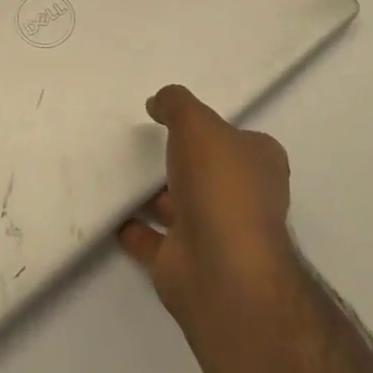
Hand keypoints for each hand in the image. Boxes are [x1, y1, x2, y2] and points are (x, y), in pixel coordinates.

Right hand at [117, 85, 301, 331]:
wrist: (221, 270)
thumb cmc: (220, 183)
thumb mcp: (196, 122)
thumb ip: (176, 104)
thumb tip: (158, 102)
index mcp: (260, 164)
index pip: (239, 139)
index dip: (213, 128)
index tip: (181, 119)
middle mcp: (244, 199)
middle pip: (209, 172)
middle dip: (183, 161)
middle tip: (146, 142)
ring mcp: (216, 234)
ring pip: (181, 205)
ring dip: (156, 194)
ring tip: (120, 171)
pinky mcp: (186, 263)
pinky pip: (155, 240)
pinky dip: (136, 229)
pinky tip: (112, 213)